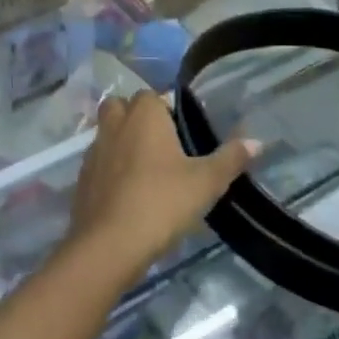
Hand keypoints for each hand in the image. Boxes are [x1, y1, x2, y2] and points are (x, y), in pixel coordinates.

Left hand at [64, 91, 258, 273]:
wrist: (110, 243)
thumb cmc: (162, 202)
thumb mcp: (206, 182)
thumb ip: (230, 158)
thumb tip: (256, 140)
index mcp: (143, 115)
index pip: (151, 95)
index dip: (166, 109)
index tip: (183, 132)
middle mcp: (113, 125)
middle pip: (120, 107)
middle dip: (136, 118)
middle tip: (162, 145)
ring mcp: (93, 151)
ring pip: (107, 134)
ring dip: (122, 143)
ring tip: (147, 170)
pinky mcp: (82, 177)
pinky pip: (98, 162)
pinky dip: (110, 169)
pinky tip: (128, 192)